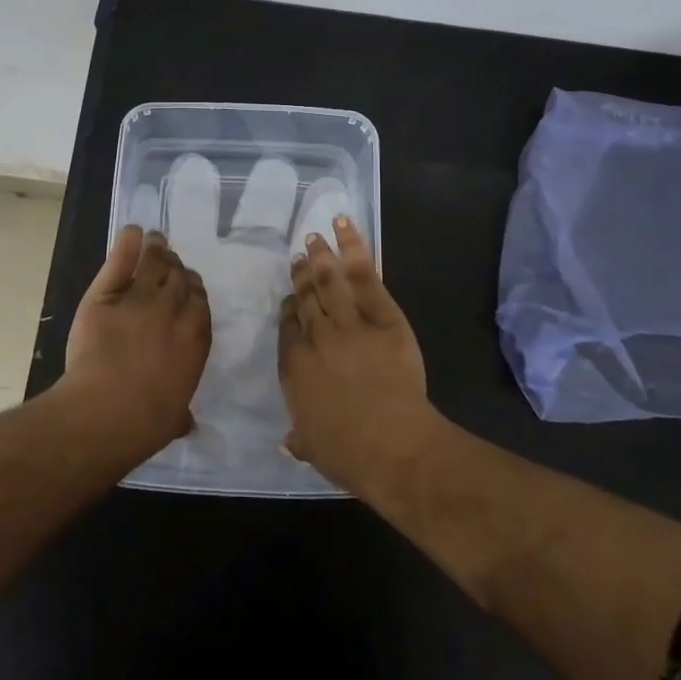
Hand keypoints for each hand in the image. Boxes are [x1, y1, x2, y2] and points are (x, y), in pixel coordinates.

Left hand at [64, 226, 211, 454]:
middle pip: (180, 277)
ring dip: (157, 249)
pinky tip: (132, 232)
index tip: (187, 286)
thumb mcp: (173, 418)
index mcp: (195, 338)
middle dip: (176, 267)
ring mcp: (139, 299)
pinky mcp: (105, 295)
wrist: (105, 412)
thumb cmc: (145, 423)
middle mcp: (172, 311)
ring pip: (154, 263)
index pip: (199, 300)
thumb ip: (180, 412)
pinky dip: (127, 244)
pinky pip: (120, 262)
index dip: (193, 289)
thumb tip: (186, 423)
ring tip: (155, 240)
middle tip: (169, 261)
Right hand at [279, 216, 438, 494]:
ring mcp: (348, 322)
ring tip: (314, 237)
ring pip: (328, 280)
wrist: (392, 445)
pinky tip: (344, 226)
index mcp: (294, 365)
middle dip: (302, 274)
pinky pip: (364, 276)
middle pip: (306, 296)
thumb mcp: (313, 447)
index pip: (288, 325)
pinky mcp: (382, 315)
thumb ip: (299, 436)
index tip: (292, 296)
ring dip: (320, 255)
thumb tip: (288, 442)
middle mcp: (315, 336)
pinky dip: (353, 248)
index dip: (290, 306)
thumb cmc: (348, 453)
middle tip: (300, 255)